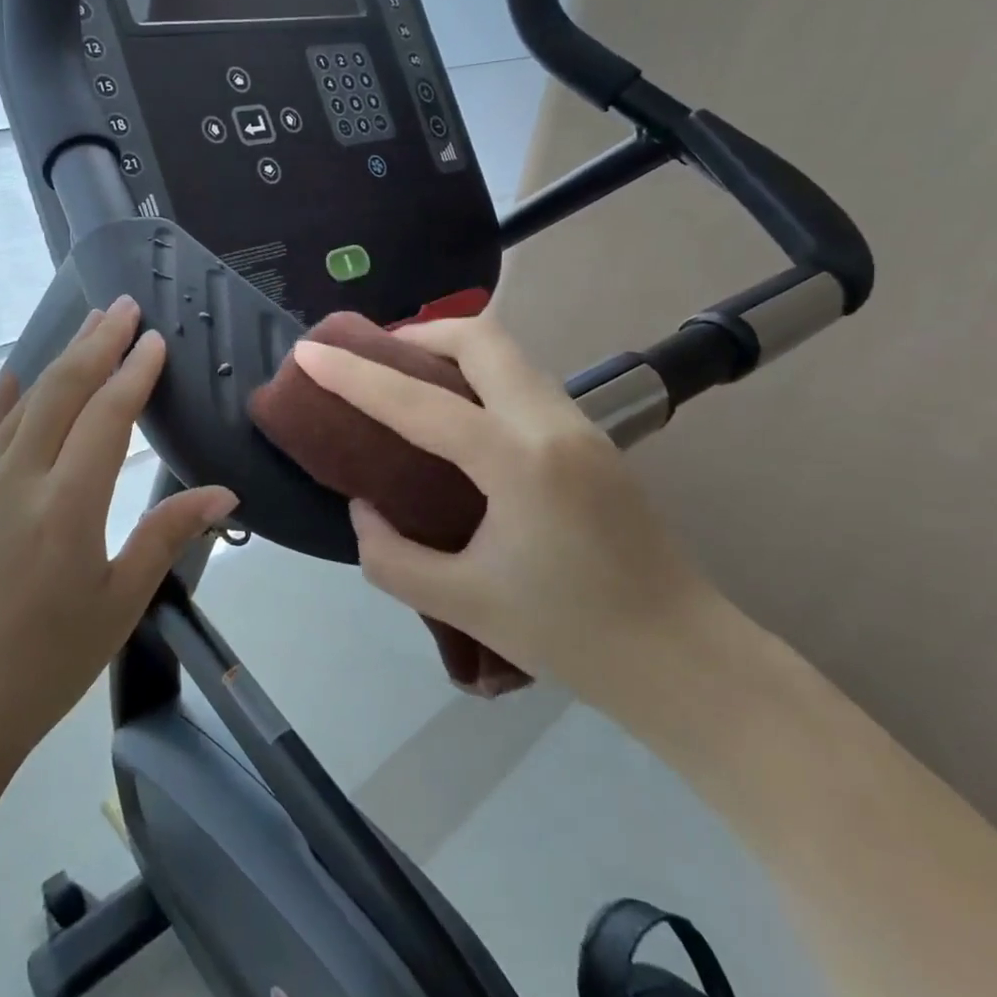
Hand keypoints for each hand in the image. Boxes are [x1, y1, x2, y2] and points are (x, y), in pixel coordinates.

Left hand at [0, 296, 236, 789]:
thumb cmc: (46, 665)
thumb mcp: (119, 604)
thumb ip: (167, 535)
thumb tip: (224, 493)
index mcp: (67, 506)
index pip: (107, 415)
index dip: (134, 372)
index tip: (155, 339)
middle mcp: (19, 479)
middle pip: (63, 390)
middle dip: (97, 342)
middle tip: (124, 306)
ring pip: (24, 402)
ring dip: (59, 358)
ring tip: (87, 327)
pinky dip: (4, 397)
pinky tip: (16, 377)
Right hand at [291, 314, 708, 708]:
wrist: (686, 661)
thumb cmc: (572, 637)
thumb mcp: (462, 603)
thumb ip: (391, 556)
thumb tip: (364, 507)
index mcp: (519, 462)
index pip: (419, 401)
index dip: (354, 375)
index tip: (309, 352)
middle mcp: (553, 424)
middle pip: (479, 337)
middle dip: (416, 334)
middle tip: (372, 360)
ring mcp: (581, 425)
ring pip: (506, 353)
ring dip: (449, 351)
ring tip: (405, 382)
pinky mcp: (592, 438)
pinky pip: (522, 380)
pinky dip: (477, 376)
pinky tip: (454, 416)